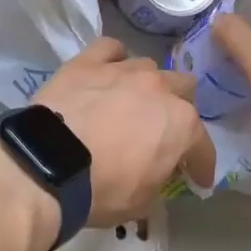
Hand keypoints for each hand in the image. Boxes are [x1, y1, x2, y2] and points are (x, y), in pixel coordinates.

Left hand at [32, 38, 214, 225]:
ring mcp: (123, 69)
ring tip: (131, 101)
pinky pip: (110, 49)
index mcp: (180, 123)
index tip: (197, 178)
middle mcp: (158, 88)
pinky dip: (113, 59)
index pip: (202, 145)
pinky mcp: (89, 61)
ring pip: (148, 67)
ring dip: (146, 85)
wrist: (48, 164)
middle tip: (162, 130)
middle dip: (178, 109)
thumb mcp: (142, 202)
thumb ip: (160, 179)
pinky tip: (107, 71)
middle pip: (183, 88)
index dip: (201, 164)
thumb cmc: (101, 189)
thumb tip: (159, 170)